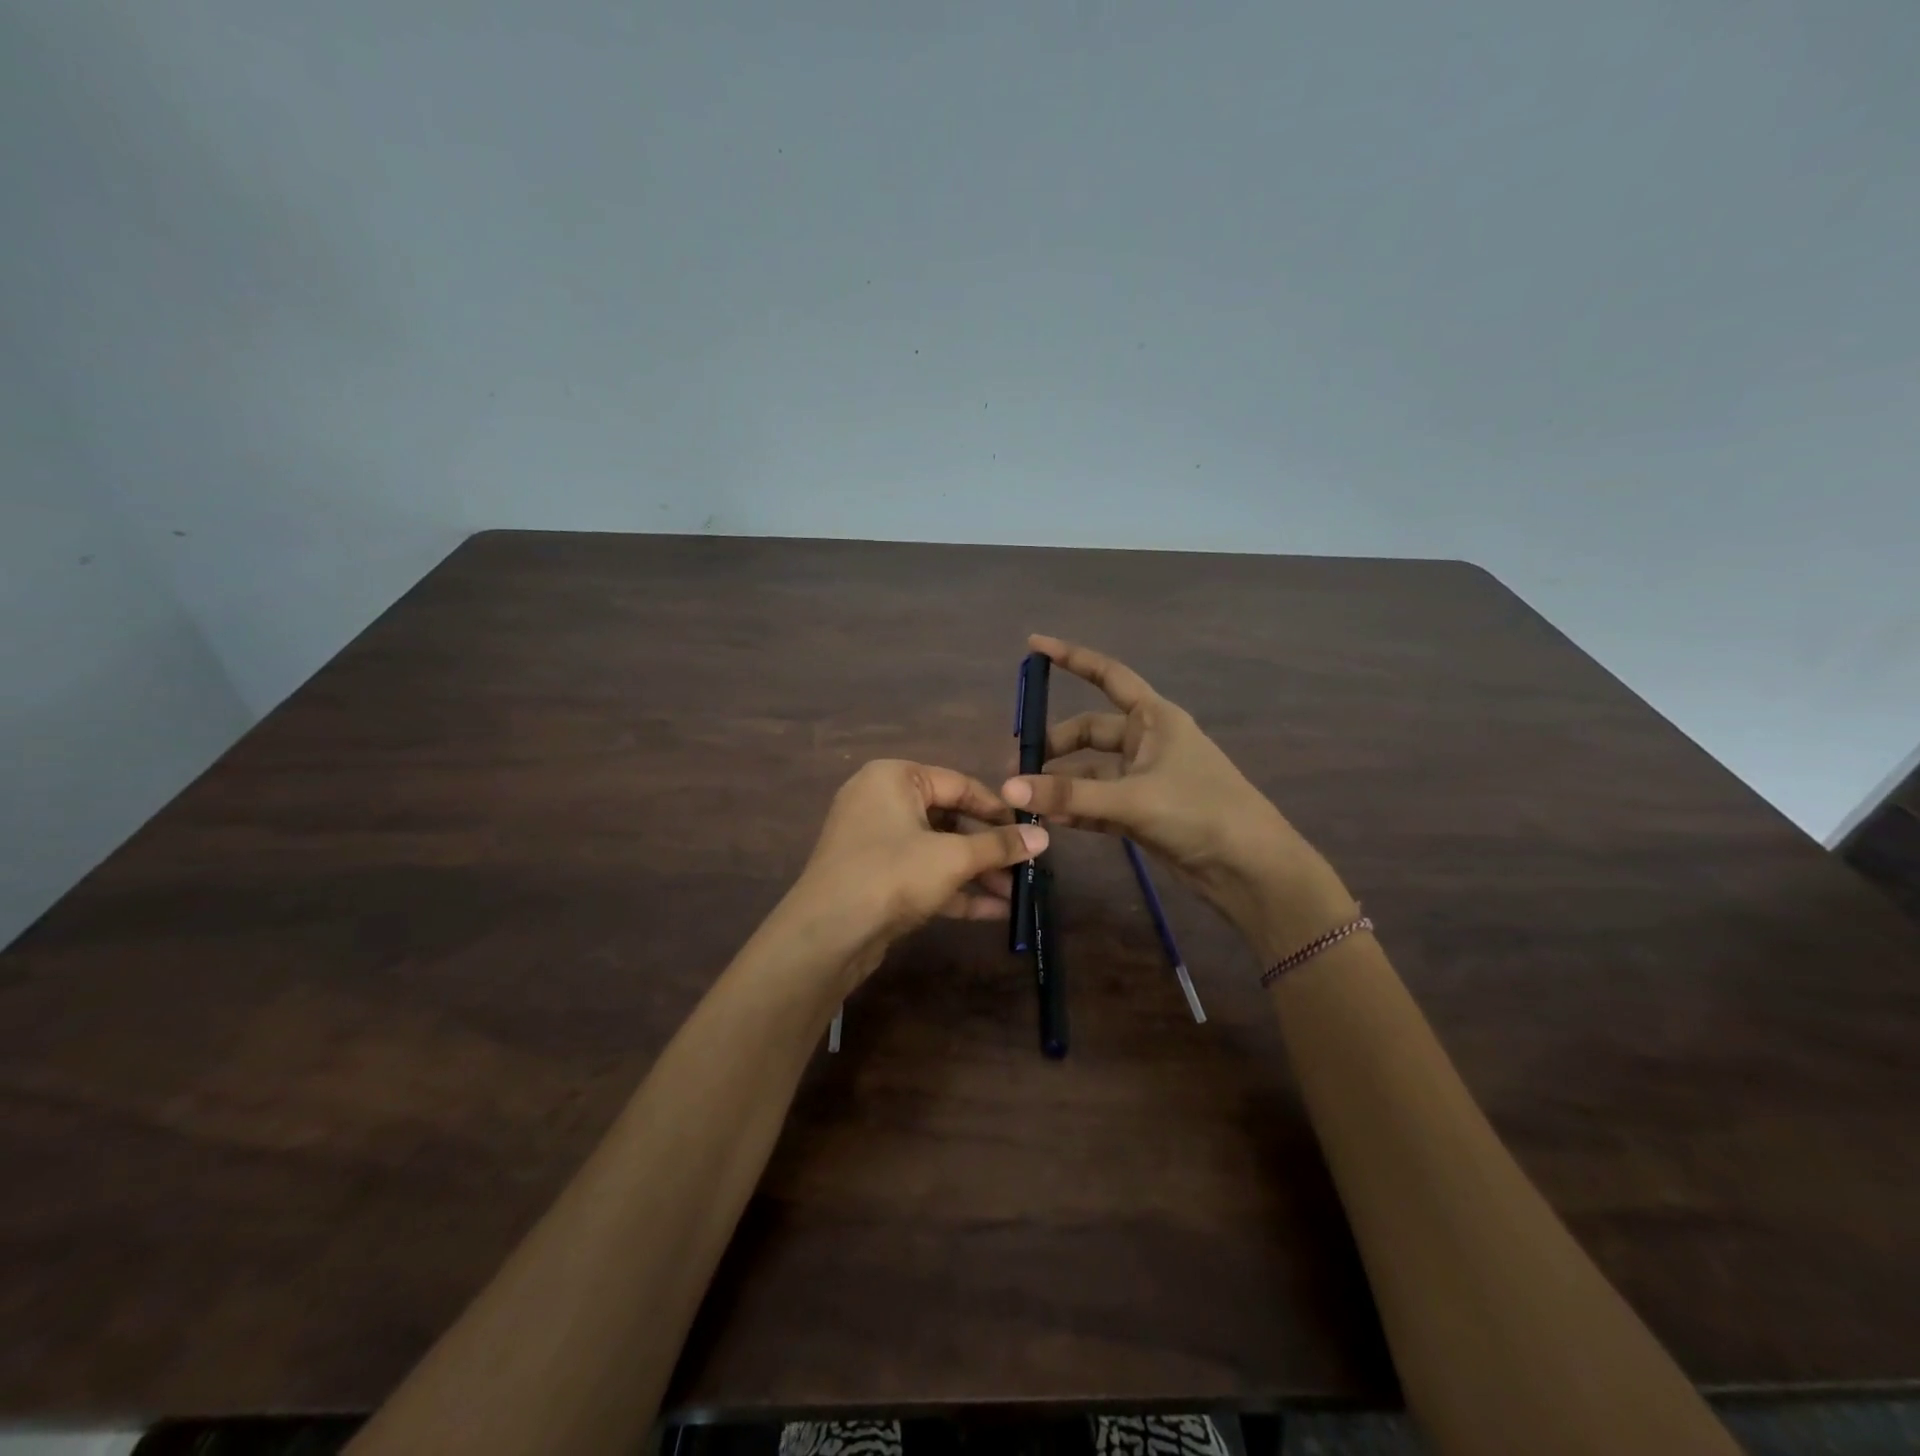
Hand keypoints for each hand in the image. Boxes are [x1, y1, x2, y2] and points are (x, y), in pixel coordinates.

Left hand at [767, 759, 1047, 991]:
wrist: (826, 935)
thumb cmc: (892, 875)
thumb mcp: (952, 857)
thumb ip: (998, 845)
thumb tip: (1043, 836)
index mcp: (895, 778)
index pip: (959, 784)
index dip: (999, 809)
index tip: (1032, 830)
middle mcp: (882, 801)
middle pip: (950, 819)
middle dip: (989, 849)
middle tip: (1027, 867)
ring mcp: (876, 842)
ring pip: (938, 850)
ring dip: (977, 873)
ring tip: (1018, 894)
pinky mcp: (876, 878)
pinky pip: (923, 874)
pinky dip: (955, 890)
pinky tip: (995, 911)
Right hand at [1001, 635, 1352, 956]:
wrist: (1249, 868)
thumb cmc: (1200, 812)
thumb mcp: (1132, 799)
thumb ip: (1069, 794)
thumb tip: (1009, 786)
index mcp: (1155, 718)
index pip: (1108, 676)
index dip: (1072, 658)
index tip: (1033, 645)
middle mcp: (1148, 742)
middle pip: (1090, 732)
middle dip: (1054, 745)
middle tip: (1018, 766)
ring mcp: (1144, 778)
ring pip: (1091, 771)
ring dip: (1061, 781)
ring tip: (1023, 797)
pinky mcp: (1142, 812)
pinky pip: (1098, 801)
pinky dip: (1074, 807)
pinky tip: (1047, 817)